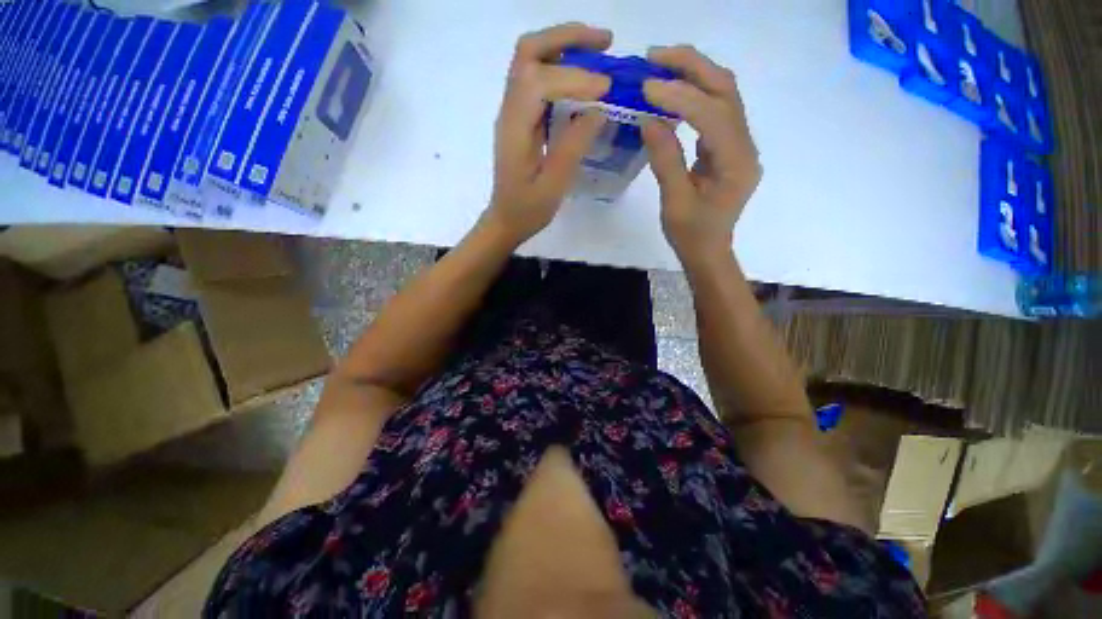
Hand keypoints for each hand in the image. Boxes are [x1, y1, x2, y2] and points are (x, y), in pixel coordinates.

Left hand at [484, 23, 611, 245]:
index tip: (607, 90)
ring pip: (532, 60)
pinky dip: (562, 68)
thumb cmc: (527, 210)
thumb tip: (598, 110)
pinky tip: (584, 79)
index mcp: (514, 129)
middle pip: (529, 52)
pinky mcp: (521, 118)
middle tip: (606, 42)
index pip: (540, 82)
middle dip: (568, 39)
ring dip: (565, 47)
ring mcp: (513, 111)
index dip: (575, 78)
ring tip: (600, 51)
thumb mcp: (553, 186)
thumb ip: (573, 146)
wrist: (506, 219)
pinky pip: (538, 79)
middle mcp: (510, 110)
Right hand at [641, 46, 761, 267]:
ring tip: (661, 65)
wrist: (708, 250)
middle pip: (726, 90)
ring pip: (723, 94)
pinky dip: (694, 94)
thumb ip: (666, 159)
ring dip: (694, 73)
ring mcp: (739, 144)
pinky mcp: (727, 147)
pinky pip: (715, 110)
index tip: (646, 86)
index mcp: (736, 163)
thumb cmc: (691, 235)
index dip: (680, 96)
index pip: (712, 114)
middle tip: (655, 56)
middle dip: (692, 66)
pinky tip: (672, 92)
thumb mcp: (675, 202)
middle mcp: (745, 145)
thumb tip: (649, 118)